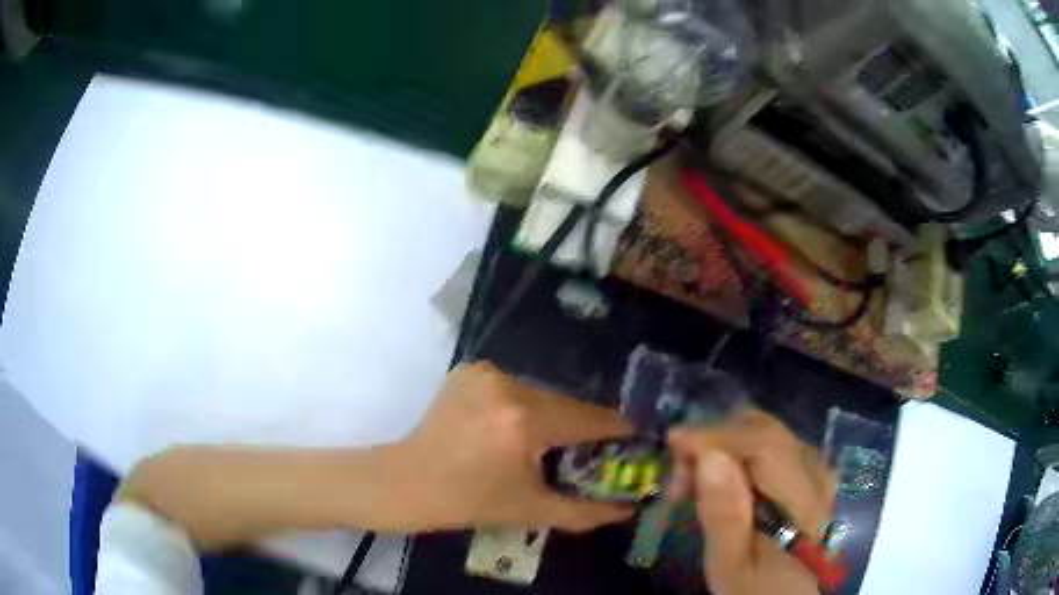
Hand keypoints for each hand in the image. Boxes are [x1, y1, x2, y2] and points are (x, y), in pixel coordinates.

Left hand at [382, 362, 634, 531]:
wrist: (409, 482)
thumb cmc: (471, 501)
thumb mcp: (533, 510)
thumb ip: (586, 512)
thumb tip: (627, 509)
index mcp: (525, 422)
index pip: (588, 418)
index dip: (614, 429)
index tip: (630, 438)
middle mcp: (508, 387)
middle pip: (563, 403)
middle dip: (579, 426)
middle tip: (587, 449)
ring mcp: (485, 374)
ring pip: (538, 393)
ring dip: (548, 414)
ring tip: (543, 442)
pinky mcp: (468, 371)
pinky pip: (511, 386)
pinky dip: (519, 404)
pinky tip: (508, 427)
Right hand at [668, 410, 835, 594]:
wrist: (783, 594)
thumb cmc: (755, 587)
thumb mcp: (732, 566)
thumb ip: (724, 518)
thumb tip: (708, 457)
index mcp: (810, 501)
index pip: (768, 447)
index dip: (720, 436)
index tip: (674, 440)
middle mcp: (820, 473)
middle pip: (767, 433)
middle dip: (717, 438)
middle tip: (679, 466)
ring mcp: (815, 468)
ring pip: (766, 432)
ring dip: (723, 443)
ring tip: (691, 474)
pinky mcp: (805, 469)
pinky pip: (768, 443)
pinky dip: (735, 450)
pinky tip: (715, 473)